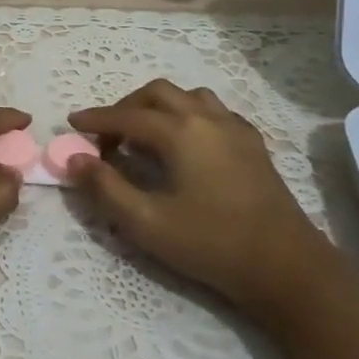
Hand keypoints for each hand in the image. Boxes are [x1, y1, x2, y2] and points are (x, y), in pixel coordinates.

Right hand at [67, 79, 332, 315]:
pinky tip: (188, 143)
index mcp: (180, 132)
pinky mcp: (253, 144)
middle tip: (108, 135)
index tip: (72, 123)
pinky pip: (214, 112)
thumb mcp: (147, 223)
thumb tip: (74, 160)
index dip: (96, 118)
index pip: (127, 116)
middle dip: (127, 107)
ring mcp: (235, 128)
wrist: (285, 265)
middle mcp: (207, 118)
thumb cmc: (211, 244)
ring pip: (189, 97)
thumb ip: (106, 188)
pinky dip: (190, 115)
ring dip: (160, 107)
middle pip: (158, 94)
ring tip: (146, 134)